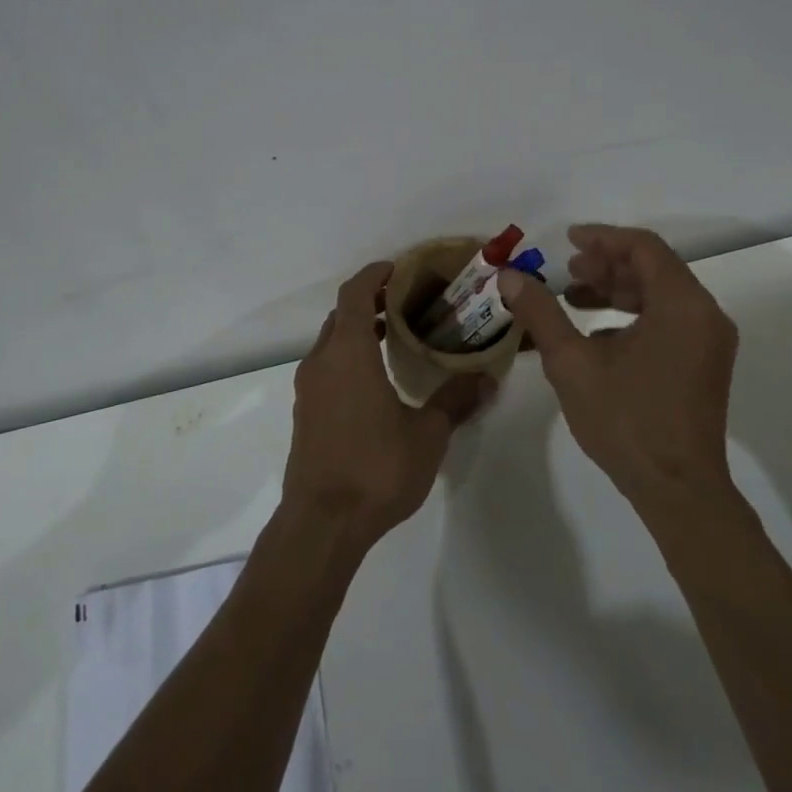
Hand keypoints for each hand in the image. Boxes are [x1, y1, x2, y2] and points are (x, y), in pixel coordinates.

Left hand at [283, 261, 494, 552]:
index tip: (398, 268)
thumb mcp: (427, 434)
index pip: (355, 294)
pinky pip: (326, 367)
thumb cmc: (376, 469)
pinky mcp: (305, 412)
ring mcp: (308, 388)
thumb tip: (486, 377)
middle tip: (406, 302)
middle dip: (370, 301)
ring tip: (396, 336)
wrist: (322, 523)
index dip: (374, 275)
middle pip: (341, 315)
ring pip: (332, 342)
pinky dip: (349, 356)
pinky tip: (376, 379)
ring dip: (359, 330)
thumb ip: (455, 400)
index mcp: (349, 353)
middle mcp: (322, 362)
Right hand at [498, 224, 739, 515]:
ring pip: (661, 295)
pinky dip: (633, 315)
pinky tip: (597, 336)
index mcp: (682, 305)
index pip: (643, 248)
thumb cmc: (626, 420)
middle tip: (566, 271)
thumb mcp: (572, 363)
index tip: (567, 241)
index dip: (602, 238)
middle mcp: (704, 315)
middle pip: (654, 268)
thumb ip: (541, 313)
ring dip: (617, 290)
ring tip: (574, 298)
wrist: (677, 490)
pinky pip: (669, 320)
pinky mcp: (704, 364)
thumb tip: (509, 277)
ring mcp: (709, 342)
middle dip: (606, 265)